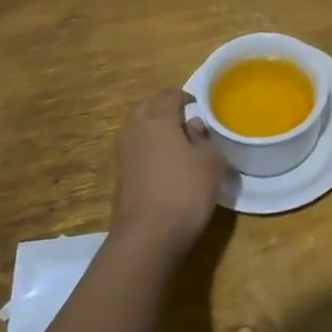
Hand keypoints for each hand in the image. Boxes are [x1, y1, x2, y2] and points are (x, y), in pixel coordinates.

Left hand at [110, 90, 227, 255]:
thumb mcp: (211, 161)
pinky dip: (148, 147)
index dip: (185, 97)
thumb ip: (203, 138)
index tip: (199, 106)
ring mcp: (123, 153)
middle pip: (148, 107)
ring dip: (153, 128)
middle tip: (185, 119)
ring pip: (137, 127)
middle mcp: (135, 129)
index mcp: (158, 118)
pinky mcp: (120, 175)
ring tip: (175, 140)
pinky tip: (164, 163)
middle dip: (164, 108)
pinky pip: (135, 148)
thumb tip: (192, 126)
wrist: (148, 236)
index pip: (169, 95)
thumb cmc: (186, 190)